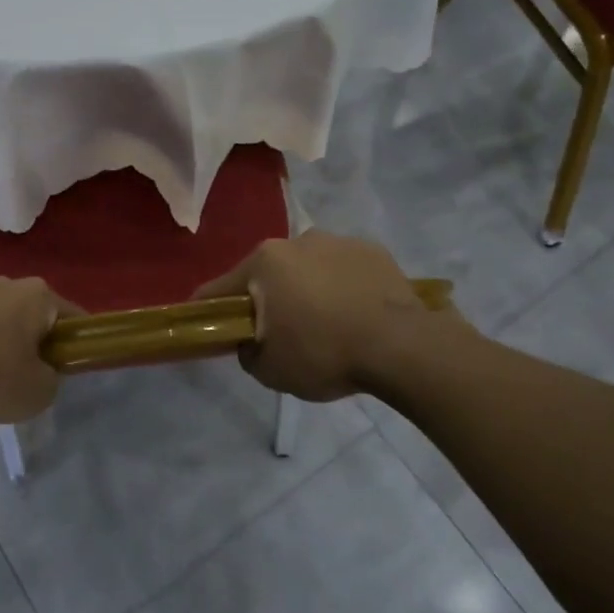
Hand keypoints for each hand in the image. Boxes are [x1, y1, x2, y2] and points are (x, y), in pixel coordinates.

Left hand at [0, 277, 74, 423]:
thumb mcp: (41, 390)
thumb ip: (51, 378)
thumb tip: (42, 372)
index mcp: (39, 295)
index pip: (72, 317)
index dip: (75, 343)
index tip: (71, 366)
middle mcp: (7, 284)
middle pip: (32, 315)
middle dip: (35, 340)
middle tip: (33, 375)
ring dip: (1, 343)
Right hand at [196, 231, 445, 400]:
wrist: (403, 346)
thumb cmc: (325, 353)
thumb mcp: (270, 370)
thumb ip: (247, 353)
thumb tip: (252, 342)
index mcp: (264, 262)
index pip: (220, 288)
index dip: (210, 311)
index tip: (212, 329)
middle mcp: (298, 241)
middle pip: (268, 274)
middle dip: (268, 299)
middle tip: (281, 334)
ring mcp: (338, 241)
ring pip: (308, 268)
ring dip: (307, 290)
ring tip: (328, 325)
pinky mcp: (374, 250)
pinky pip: (344, 271)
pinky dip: (342, 287)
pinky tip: (357, 315)